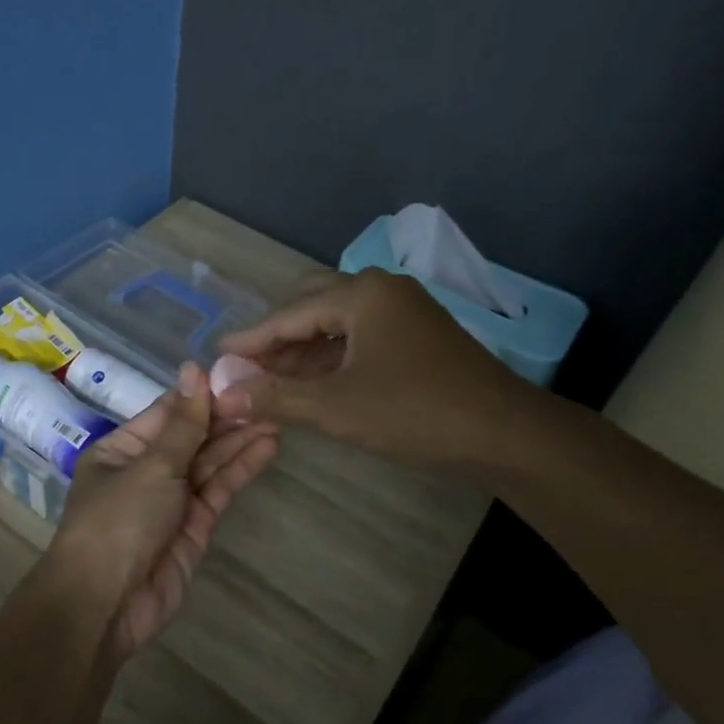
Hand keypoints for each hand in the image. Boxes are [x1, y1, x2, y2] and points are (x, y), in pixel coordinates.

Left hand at [50, 363, 279, 657]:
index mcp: (122, 449)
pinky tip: (268, 447)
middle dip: (227, 417)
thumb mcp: (150, 466)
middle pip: (192, 436)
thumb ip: (182, 423)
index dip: (202, 395)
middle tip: (269, 395)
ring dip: (240, 440)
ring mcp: (172, 499)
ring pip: (210, 462)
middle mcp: (146, 470)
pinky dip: (241, 469)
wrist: (106, 605)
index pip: (168, 412)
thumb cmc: (117, 522)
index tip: (239, 374)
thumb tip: (193, 368)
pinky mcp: (195, 526)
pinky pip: (219, 489)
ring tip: (278, 416)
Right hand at [214, 269, 536, 469]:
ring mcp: (406, 311)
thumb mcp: (336, 407)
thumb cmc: (414, 412)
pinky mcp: (420, 335)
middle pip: (313, 306)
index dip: (251, 339)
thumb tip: (224, 395)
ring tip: (275, 381)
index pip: (289, 314)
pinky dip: (334, 357)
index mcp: (362, 295)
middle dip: (279, 338)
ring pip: (339, 323)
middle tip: (250, 368)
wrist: (504, 433)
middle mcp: (383, 290)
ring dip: (305, 350)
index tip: (219, 355)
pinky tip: (317, 384)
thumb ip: (276, 397)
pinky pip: (362, 336)